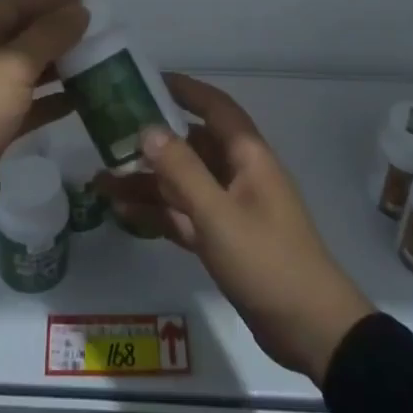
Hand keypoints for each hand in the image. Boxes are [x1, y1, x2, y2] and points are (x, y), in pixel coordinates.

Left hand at [0, 0, 87, 236]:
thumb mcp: (11, 67)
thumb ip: (48, 36)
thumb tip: (80, 10)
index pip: (16, 4)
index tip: (87, 0)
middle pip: (23, 36)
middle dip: (58, 32)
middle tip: (97, 33)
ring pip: (28, 71)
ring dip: (60, 66)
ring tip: (96, 62)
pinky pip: (29, 105)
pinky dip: (53, 101)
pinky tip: (82, 101)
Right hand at [103, 74, 373, 383]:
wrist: (311, 331)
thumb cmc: (267, 261)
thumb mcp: (219, 215)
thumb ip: (182, 170)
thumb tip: (147, 128)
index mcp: (247, 156)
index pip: (214, 107)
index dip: (184, 89)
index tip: (146, 80)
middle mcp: (238, 175)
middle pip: (191, 145)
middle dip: (151, 141)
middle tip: (108, 136)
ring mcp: (230, 208)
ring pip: (182, 183)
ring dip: (146, 181)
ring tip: (101, 181)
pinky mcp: (223, 240)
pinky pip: (184, 215)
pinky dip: (157, 212)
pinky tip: (122, 212)